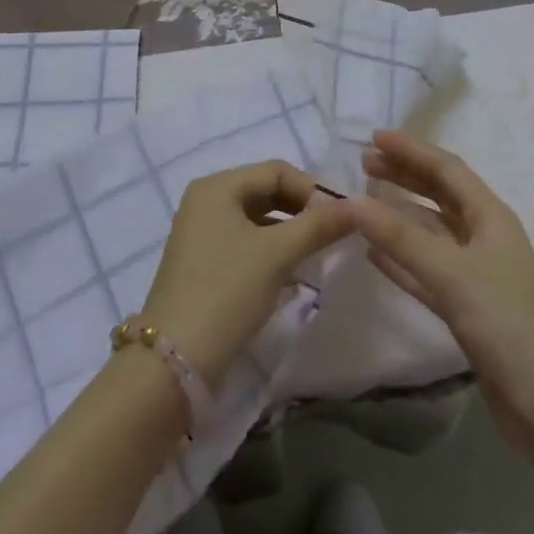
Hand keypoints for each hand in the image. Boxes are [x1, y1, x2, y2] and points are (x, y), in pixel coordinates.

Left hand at [140, 161, 353, 387]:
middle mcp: (206, 202)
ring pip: (257, 220)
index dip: (312, 189)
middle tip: (335, 234)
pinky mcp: (203, 264)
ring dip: (290, 233)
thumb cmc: (227, 291)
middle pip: (266, 192)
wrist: (174, 362)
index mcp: (217, 186)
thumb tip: (359, 206)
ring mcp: (201, 234)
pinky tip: (295, 275)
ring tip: (319, 255)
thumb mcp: (278, 254)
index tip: (343, 216)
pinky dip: (272, 252)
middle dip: (302, 211)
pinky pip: (246, 244)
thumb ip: (319, 225)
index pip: (276, 171)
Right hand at [350, 131, 533, 474]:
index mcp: (492, 218)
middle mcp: (486, 238)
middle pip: (440, 195)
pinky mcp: (469, 310)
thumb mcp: (452, 275)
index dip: (412, 150)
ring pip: (432, 233)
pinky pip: (428, 271)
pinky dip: (402, 259)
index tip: (373, 136)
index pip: (447, 169)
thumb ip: (401, 239)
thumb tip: (352, 201)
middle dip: (405, 176)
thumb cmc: (508, 326)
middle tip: (365, 163)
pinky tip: (374, 255)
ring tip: (365, 201)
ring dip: (400, 215)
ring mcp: (478, 275)